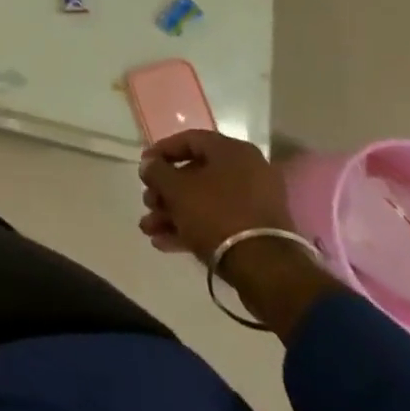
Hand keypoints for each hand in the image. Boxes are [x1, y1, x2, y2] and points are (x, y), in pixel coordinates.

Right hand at [139, 130, 339, 340]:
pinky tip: (164, 243)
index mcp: (232, 151)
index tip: (143, 167)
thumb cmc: (217, 215)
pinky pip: (218, 221)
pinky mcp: (256, 231)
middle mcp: (247, 171)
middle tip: (147, 203)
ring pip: (204, 201)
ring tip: (149, 229)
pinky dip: (192, 228)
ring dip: (173, 213)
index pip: (189, 140)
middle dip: (165, 191)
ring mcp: (254, 203)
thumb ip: (157, 171)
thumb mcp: (177, 189)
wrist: (266, 271)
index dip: (161, 151)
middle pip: (195, 174)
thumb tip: (149, 164)